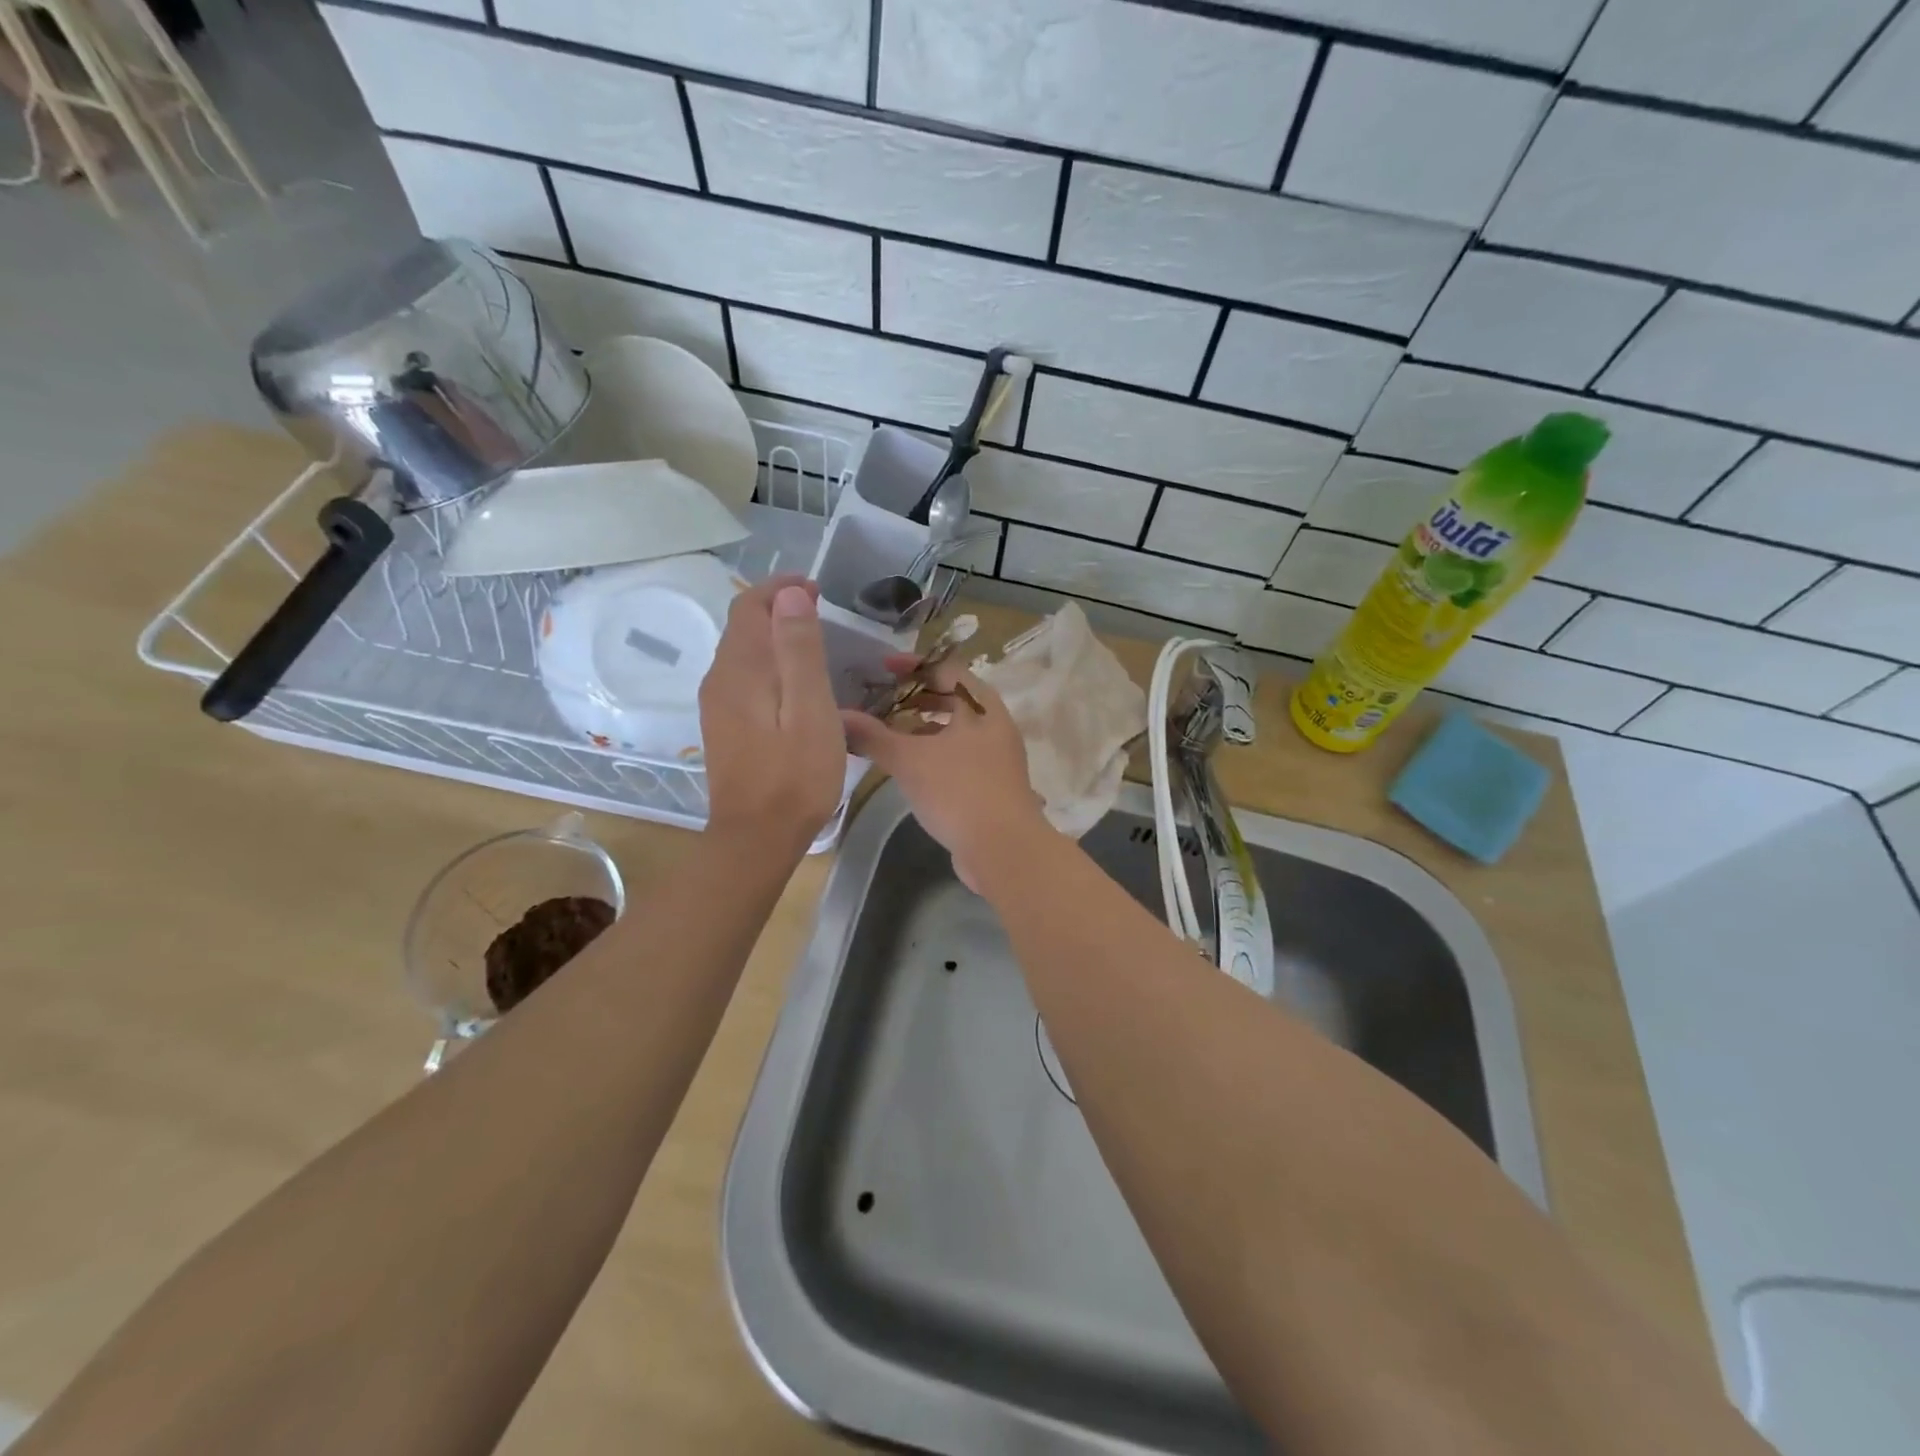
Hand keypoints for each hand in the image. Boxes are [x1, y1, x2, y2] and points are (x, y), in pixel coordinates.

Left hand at [699, 577, 845, 848]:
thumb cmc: (795, 774)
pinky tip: (792, 684)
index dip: (781, 589)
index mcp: (740, 669)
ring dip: (773, 636)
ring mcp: (717, 705)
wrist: (757, 837)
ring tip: (812, 641)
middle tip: (821, 610)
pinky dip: (767, 664)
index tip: (817, 588)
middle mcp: (720, 679)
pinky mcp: (724, 727)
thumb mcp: (810, 709)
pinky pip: (743, 678)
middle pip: (742, 626)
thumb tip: (790, 594)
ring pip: (742, 652)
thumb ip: (799, 650)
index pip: (750, 606)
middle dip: (777, 608)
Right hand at [841, 656, 1050, 890]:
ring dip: (923, 727)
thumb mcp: (909, 760)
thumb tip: (838, 715)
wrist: (1003, 849)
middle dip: (916, 697)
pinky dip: (933, 752)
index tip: (882, 668)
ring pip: (955, 730)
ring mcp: (997, 756)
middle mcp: (994, 725)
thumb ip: (872, 736)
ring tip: (889, 733)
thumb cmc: (958, 791)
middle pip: (953, 699)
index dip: (914, 665)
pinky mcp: (992, 784)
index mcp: (982, 706)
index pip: (947, 669)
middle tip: (882, 700)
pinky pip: (959, 756)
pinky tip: (909, 768)